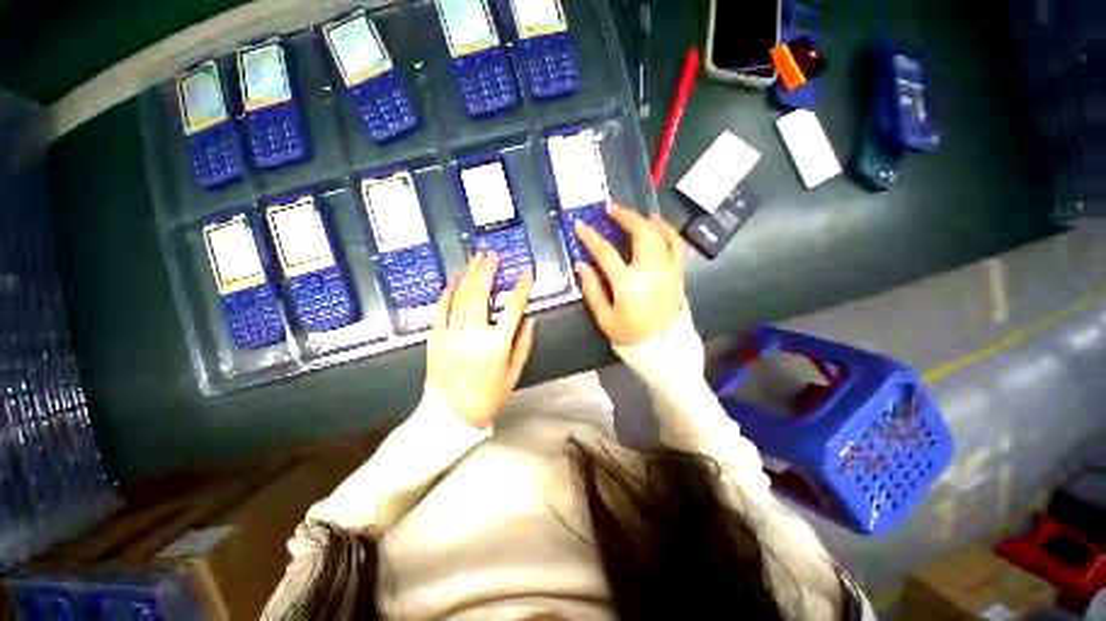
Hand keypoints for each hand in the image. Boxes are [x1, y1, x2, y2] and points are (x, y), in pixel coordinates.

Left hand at [426, 252, 535, 427]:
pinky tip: (452, 280)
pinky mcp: (435, 339)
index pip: (512, 309)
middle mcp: (473, 335)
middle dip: (487, 271)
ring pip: (459, 298)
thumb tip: (530, 320)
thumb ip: (523, 346)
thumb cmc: (486, 397)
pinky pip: (440, 311)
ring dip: (468, 276)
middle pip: (481, 295)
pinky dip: (447, 293)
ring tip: (475, 259)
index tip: (526, 273)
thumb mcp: (513, 375)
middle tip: (492, 255)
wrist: (449, 417)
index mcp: (496, 346)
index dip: (521, 288)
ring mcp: (451, 335)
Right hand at [574, 204, 684, 346]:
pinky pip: (677, 246)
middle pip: (641, 233)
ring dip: (648, 220)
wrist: (664, 350)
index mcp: (628, 283)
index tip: (580, 225)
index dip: (591, 237)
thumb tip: (582, 264)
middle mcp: (652, 271)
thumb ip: (592, 290)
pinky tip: (660, 228)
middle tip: (612, 209)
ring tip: (637, 215)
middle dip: (625, 216)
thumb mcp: (604, 318)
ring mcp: (669, 270)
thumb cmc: (631, 336)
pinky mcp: (678, 274)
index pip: (605, 252)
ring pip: (663, 234)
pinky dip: (669, 232)